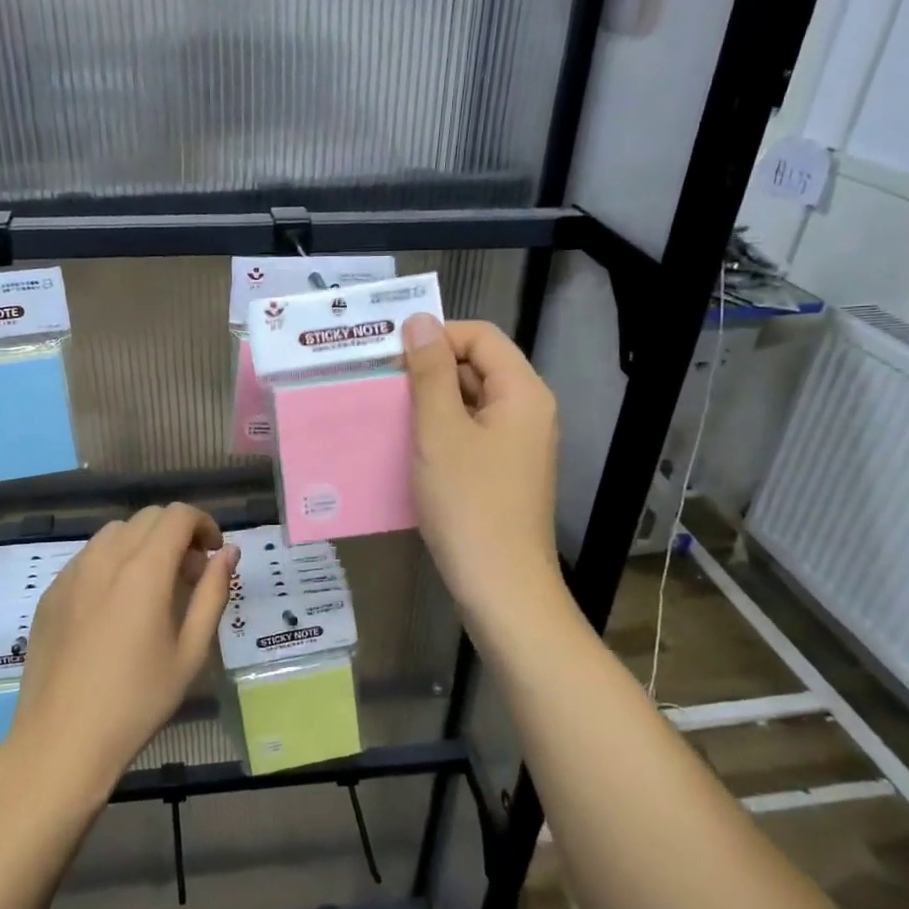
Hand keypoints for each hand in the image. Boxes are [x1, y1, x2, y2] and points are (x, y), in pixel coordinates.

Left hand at [12, 504, 239, 795]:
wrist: (62, 739)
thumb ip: (213, 593)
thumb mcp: (191, 651)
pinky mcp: (51, 592)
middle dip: (176, 533)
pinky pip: (88, 556)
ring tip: (152, 587)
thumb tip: (228, 552)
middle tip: (188, 575)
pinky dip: (113, 561)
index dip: (203, 524)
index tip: (213, 554)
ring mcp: (72, 573)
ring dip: (143, 543)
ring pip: (115, 533)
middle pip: (147, 518)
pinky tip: (116, 605)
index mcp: (144, 569)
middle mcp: (105, 558)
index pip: (177, 515)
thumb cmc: (137, 700)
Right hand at [403, 316, 563, 624]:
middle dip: (429, 369)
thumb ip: (430, 373)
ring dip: (430, 401)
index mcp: (522, 393)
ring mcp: (518, 445)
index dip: (437, 336)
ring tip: (386, 412)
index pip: (481, 337)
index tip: (391, 357)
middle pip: (478, 367)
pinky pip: (470, 433)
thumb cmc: (469, 504)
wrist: (501, 588)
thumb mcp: (440, 431)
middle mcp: (528, 411)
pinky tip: (407, 445)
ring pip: (470, 402)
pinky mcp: (504, 472)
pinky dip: (440, 431)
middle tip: (380, 383)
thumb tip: (420, 321)